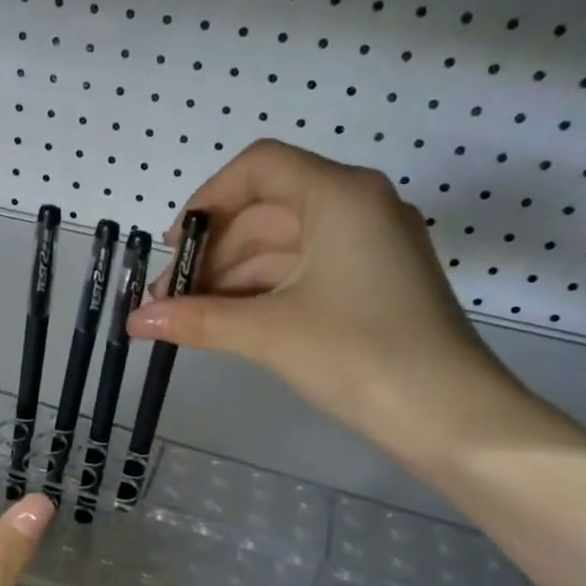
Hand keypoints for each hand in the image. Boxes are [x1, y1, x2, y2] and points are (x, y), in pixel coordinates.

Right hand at [127, 140, 527, 462]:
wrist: (451, 417)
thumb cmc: (359, 355)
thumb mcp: (269, 333)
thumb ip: (196, 318)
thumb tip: (134, 321)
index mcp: (340, 195)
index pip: (258, 168)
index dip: (207, 201)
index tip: (174, 249)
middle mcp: (358, 206)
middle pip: (266, 209)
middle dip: (212, 253)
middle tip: (168, 300)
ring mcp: (370, 246)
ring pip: (283, 245)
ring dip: (233, 277)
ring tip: (188, 318)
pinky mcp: (372, 283)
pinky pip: (304, 271)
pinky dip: (263, 292)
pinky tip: (229, 323)